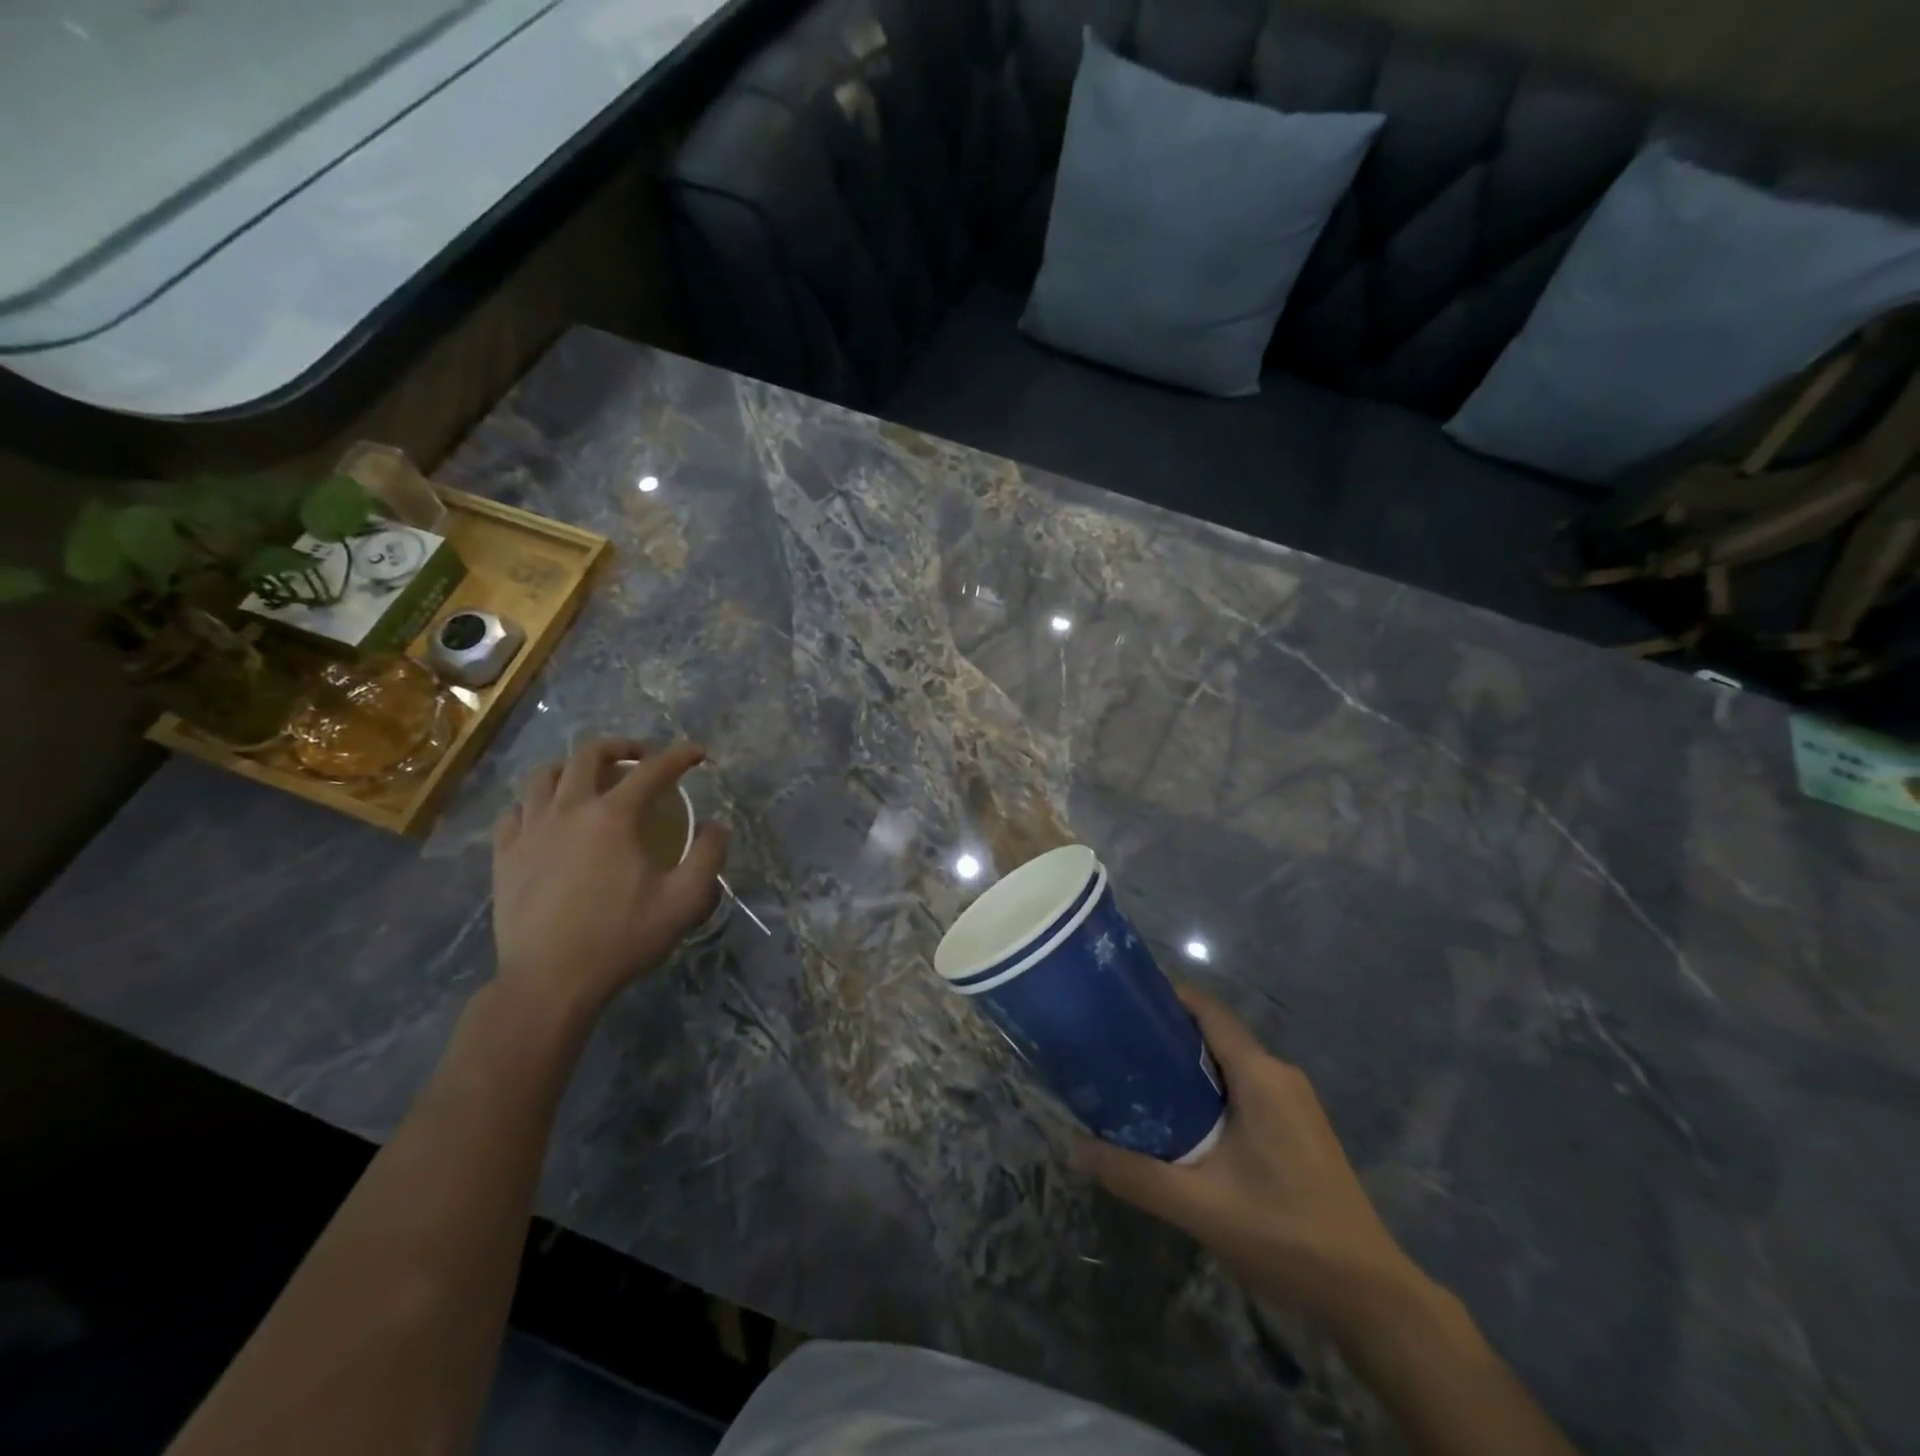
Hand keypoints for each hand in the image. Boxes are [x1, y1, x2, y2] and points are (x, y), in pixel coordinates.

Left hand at [491, 739, 727, 1017]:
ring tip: (590, 780)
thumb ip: (708, 856)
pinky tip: (546, 817)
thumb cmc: (622, 938)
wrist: (549, 982)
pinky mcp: (504, 856)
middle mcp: (569, 810)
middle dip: (621, 746)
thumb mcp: (685, 901)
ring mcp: (530, 831)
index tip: (698, 754)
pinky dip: (534, 803)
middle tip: (640, 757)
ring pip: (544, 775)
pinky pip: (514, 811)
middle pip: (589, 754)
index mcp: (614, 817)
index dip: (680, 755)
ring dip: (572, 768)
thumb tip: (717, 826)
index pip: (653, 770)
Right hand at [1078, 986, 1430, 1337]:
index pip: (1206, 1009)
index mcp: (1260, 1074)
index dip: (1164, 998)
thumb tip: (1074, 1147)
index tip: (1120, 1002)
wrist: (1369, 1296)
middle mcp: (1279, 1073)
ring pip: (1231, 1063)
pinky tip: (1183, 1121)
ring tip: (1138, 1080)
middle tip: (1117, 1047)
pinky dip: (1211, 1090)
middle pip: (1214, 1034)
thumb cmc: (1284, 1234)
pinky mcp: (1300, 1126)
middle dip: (1166, 1035)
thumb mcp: (1198, 1207)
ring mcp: (1295, 1101)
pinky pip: (1246, 1087)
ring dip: (1187, 1066)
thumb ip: (1134, 1175)